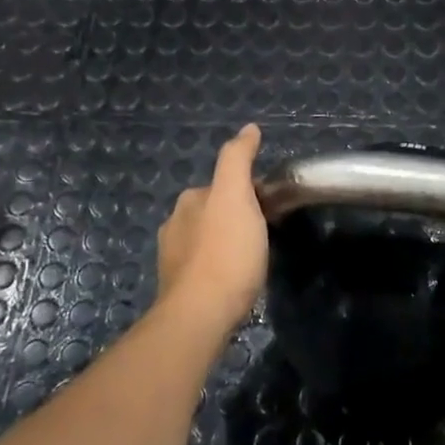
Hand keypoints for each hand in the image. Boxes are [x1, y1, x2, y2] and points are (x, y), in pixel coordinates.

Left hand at [155, 124, 268, 332]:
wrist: (201, 315)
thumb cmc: (226, 253)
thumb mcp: (236, 196)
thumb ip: (238, 159)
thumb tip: (248, 128)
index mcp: (189, 200)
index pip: (224, 185)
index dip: (250, 192)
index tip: (271, 208)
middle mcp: (175, 224)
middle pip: (214, 210)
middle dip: (236, 217)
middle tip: (266, 233)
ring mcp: (173, 258)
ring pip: (207, 239)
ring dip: (226, 242)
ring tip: (252, 258)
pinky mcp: (178, 288)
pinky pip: (203, 266)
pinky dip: (218, 266)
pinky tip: (234, 280)